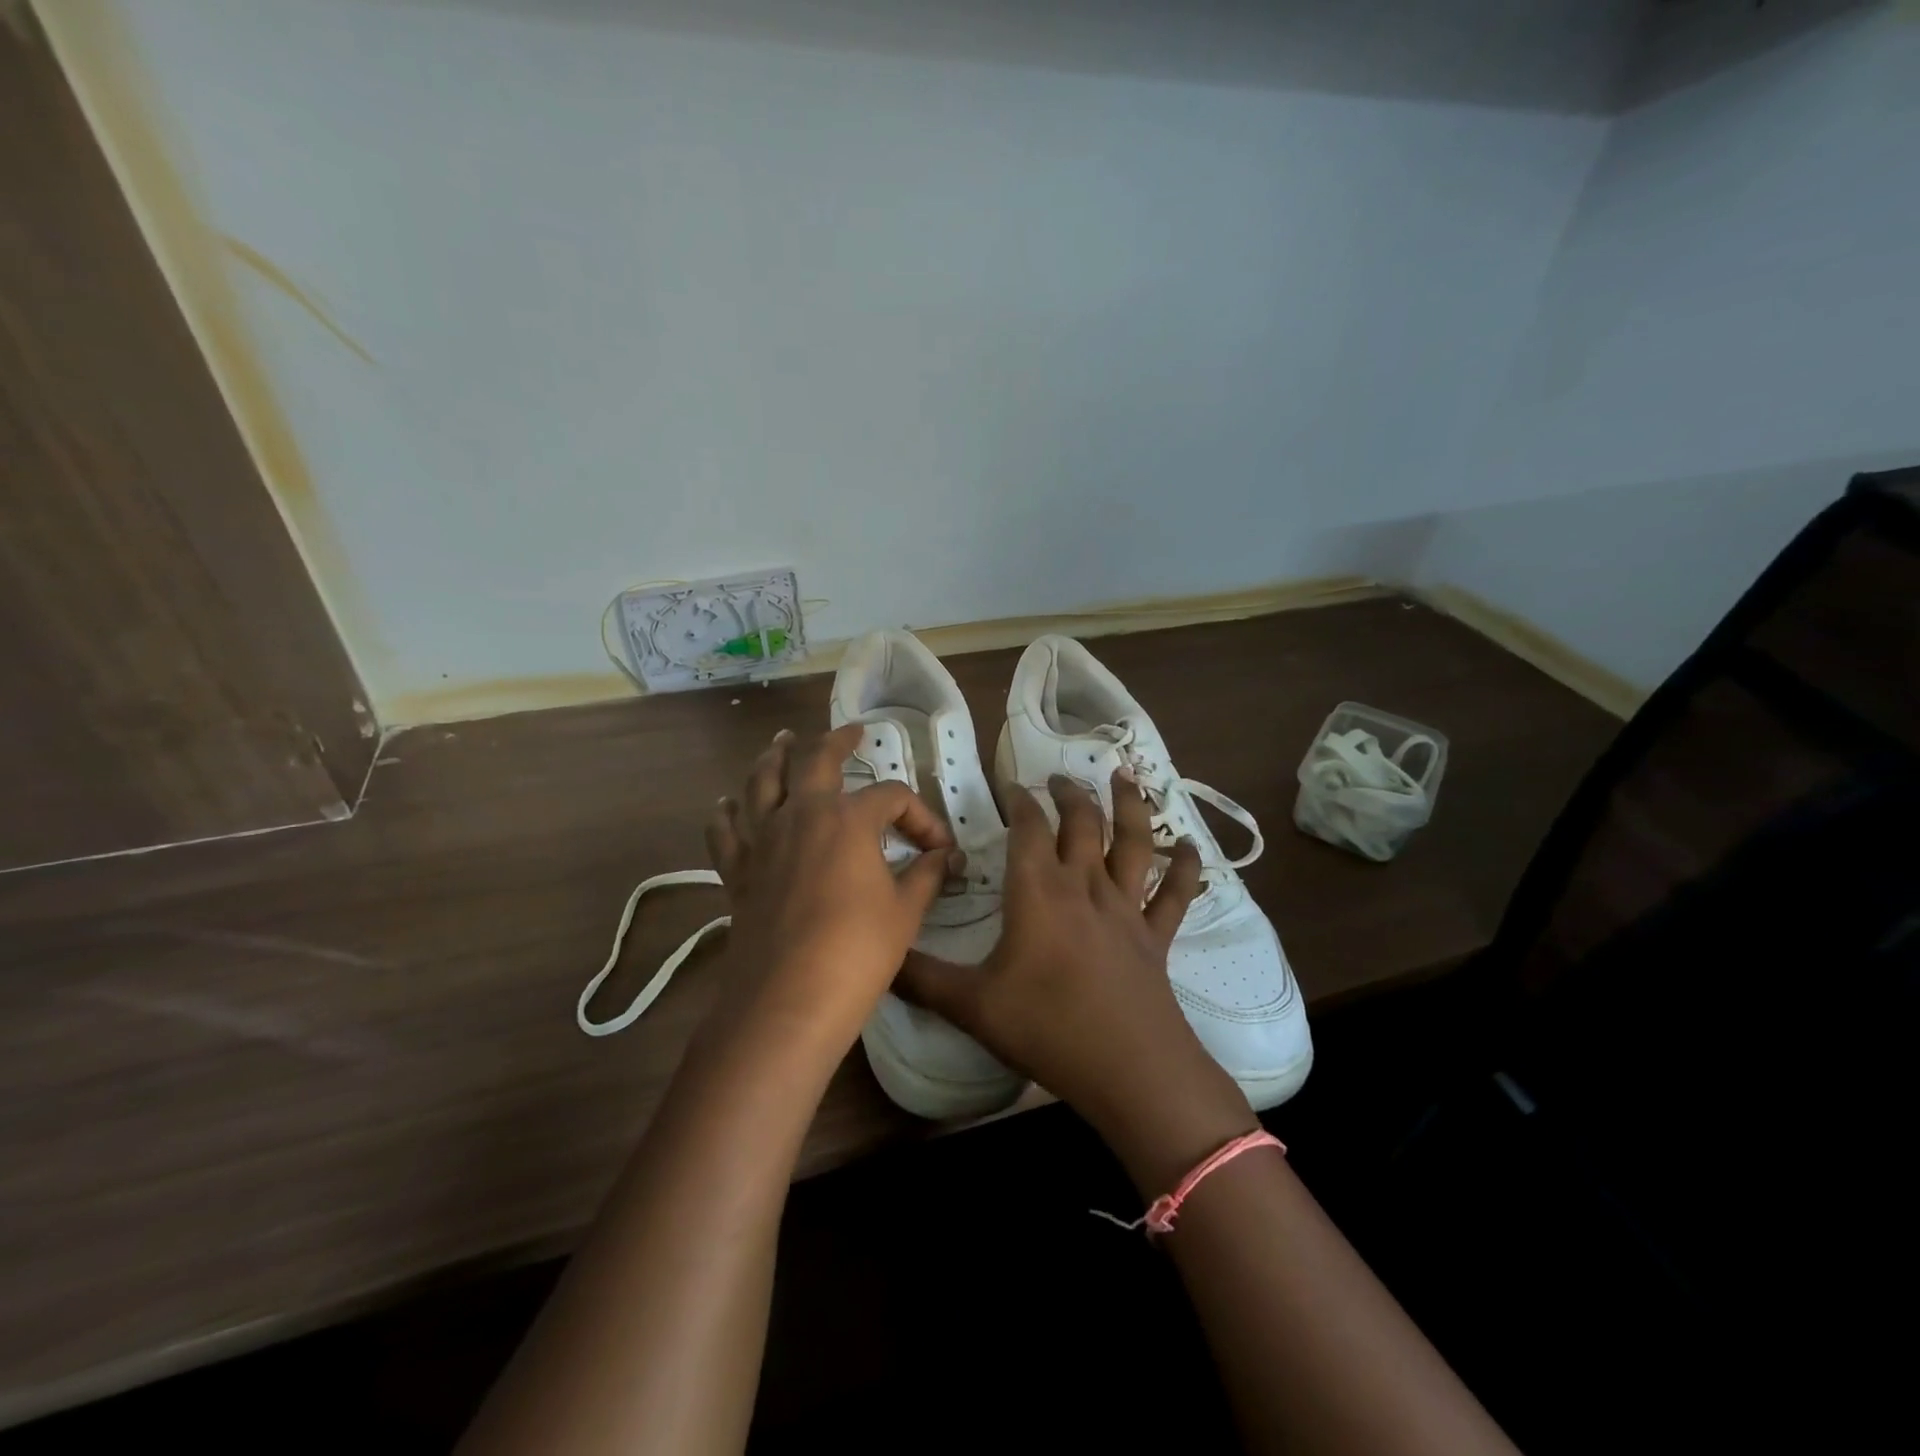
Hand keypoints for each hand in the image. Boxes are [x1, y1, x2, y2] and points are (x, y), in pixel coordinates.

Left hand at [705, 724, 956, 1050]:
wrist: (788, 1000)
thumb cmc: (857, 952)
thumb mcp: (905, 912)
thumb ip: (926, 875)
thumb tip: (946, 857)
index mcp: (848, 819)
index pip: (892, 797)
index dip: (920, 815)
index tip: (936, 847)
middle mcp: (801, 815)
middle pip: (814, 760)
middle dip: (836, 741)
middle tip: (850, 732)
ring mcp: (763, 840)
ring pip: (761, 783)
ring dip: (773, 758)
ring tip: (781, 742)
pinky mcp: (737, 871)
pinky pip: (725, 831)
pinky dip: (726, 813)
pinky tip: (726, 805)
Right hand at [897, 770, 1255, 1184]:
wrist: (1130, 1068)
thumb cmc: (1047, 1028)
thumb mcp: (971, 1005)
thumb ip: (920, 978)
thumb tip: (879, 957)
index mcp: (1038, 892)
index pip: (1027, 828)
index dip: (1019, 800)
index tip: (1010, 783)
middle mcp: (1084, 886)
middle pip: (1081, 823)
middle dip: (1069, 795)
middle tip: (1059, 779)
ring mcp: (1126, 908)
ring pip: (1132, 842)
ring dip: (1129, 806)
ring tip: (1126, 776)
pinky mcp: (1156, 935)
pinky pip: (1175, 894)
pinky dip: (1185, 868)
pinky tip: (1191, 847)